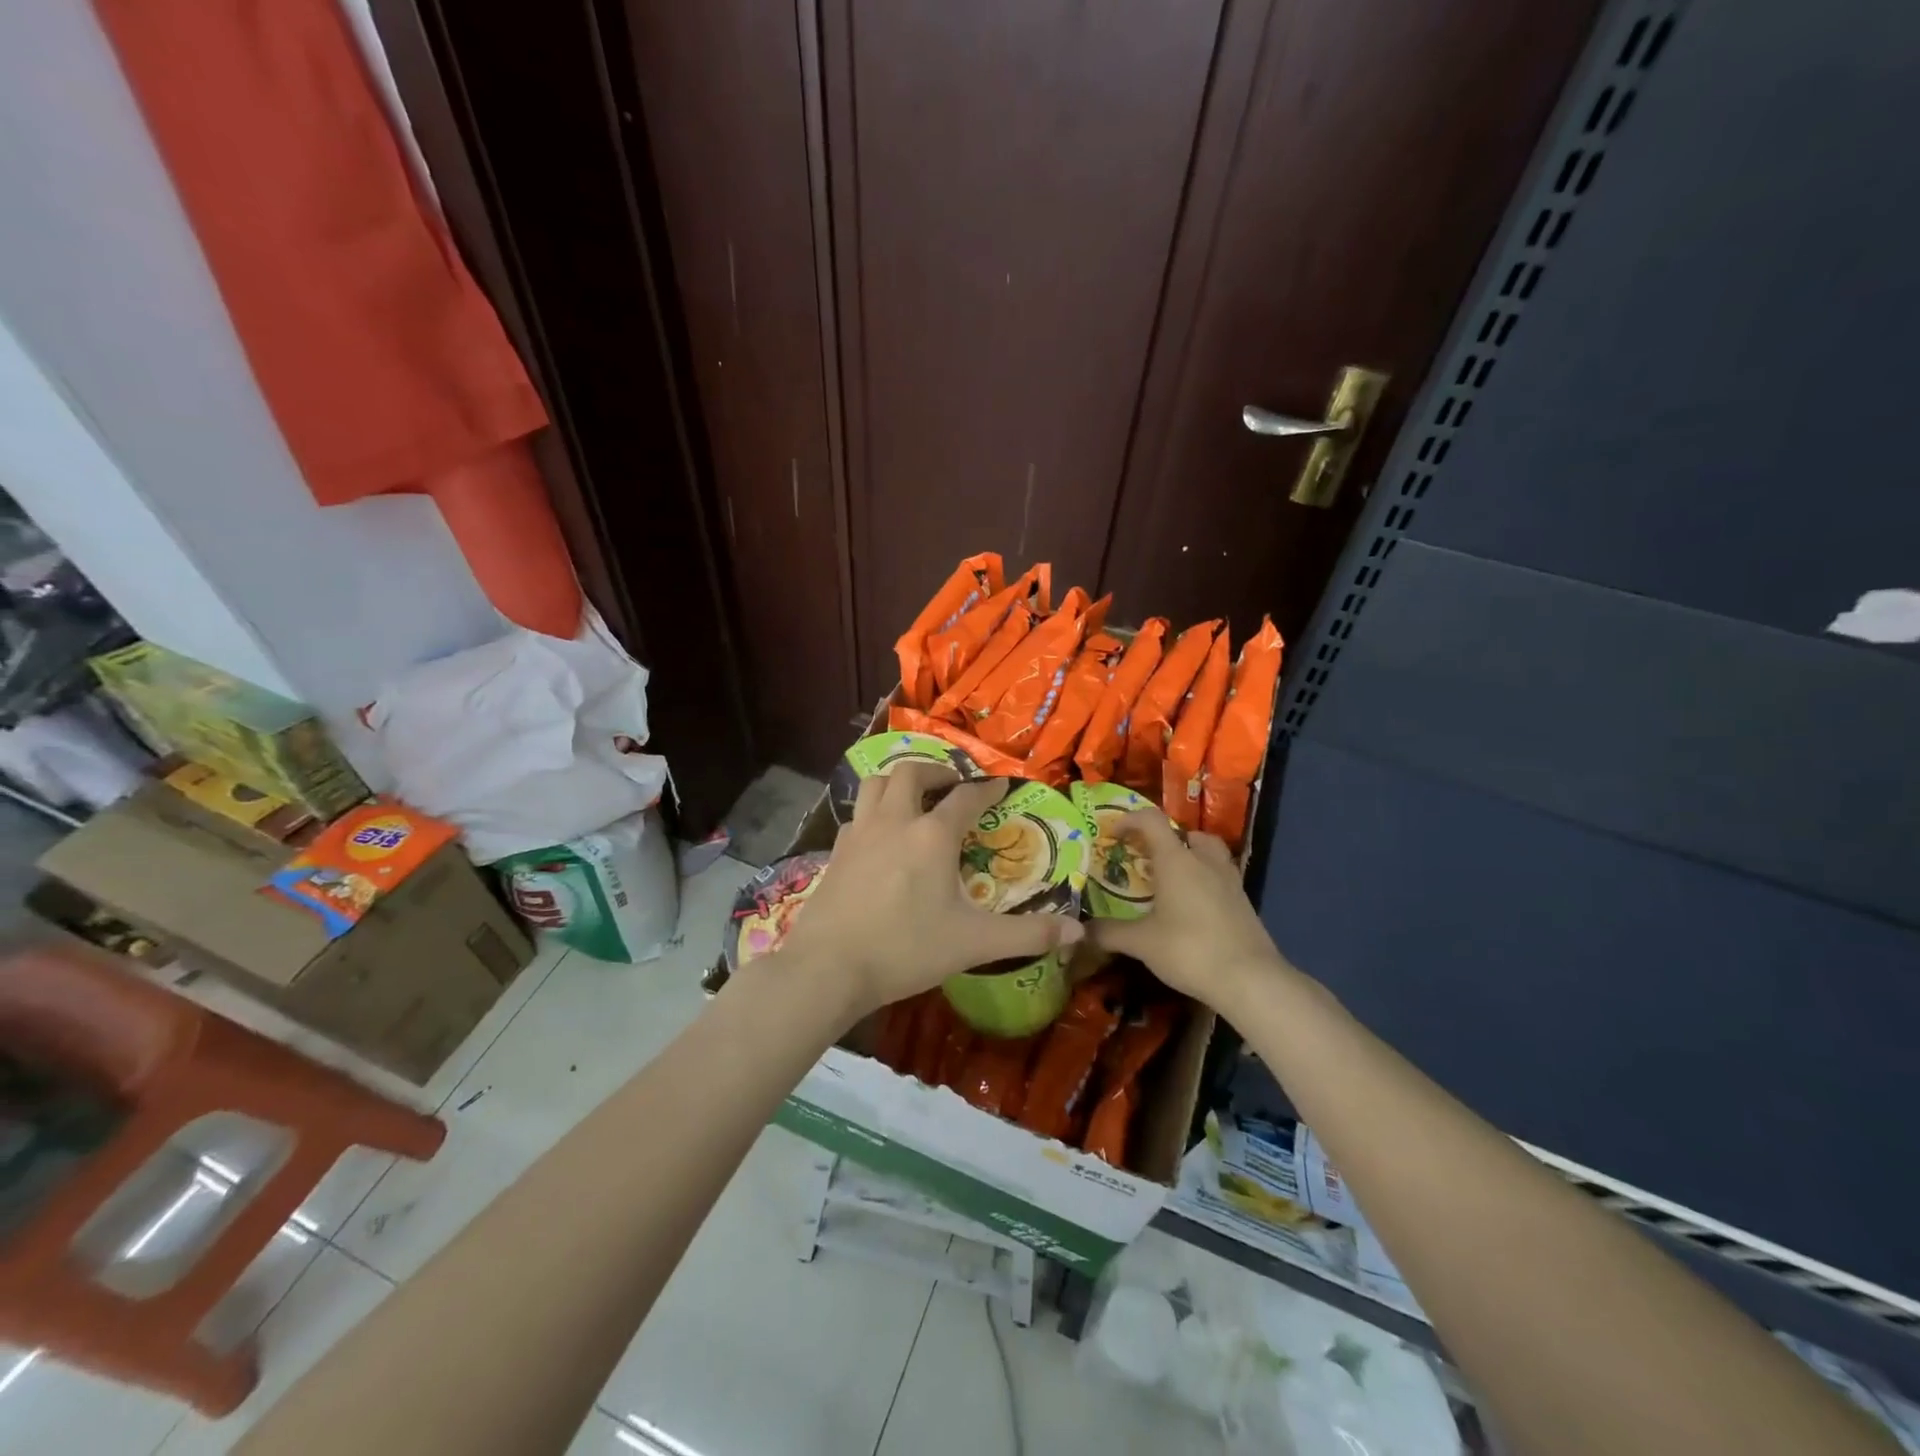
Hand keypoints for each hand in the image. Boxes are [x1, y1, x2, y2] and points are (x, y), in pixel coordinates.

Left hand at [775, 762, 1083, 1020]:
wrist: (829, 967)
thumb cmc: (906, 949)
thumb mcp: (974, 943)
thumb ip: (1028, 935)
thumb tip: (1077, 930)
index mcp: (932, 835)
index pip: (966, 798)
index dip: (987, 789)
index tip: (1000, 785)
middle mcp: (895, 821)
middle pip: (913, 773)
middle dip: (936, 772)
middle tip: (952, 785)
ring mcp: (860, 833)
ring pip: (877, 784)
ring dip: (900, 781)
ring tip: (915, 797)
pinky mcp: (836, 851)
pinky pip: (858, 814)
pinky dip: (874, 811)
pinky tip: (880, 835)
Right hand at [1088, 811, 1291, 1016]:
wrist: (1250, 980)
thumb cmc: (1190, 950)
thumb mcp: (1142, 943)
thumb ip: (1109, 933)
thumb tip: (1081, 930)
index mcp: (1176, 860)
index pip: (1152, 821)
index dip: (1130, 820)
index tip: (1113, 834)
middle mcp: (1204, 861)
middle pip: (1187, 833)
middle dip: (1166, 839)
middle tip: (1147, 859)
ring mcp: (1229, 880)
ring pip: (1209, 853)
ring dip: (1190, 857)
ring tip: (1172, 880)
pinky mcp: (1243, 902)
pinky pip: (1221, 876)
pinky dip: (1205, 880)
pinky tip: (1193, 907)